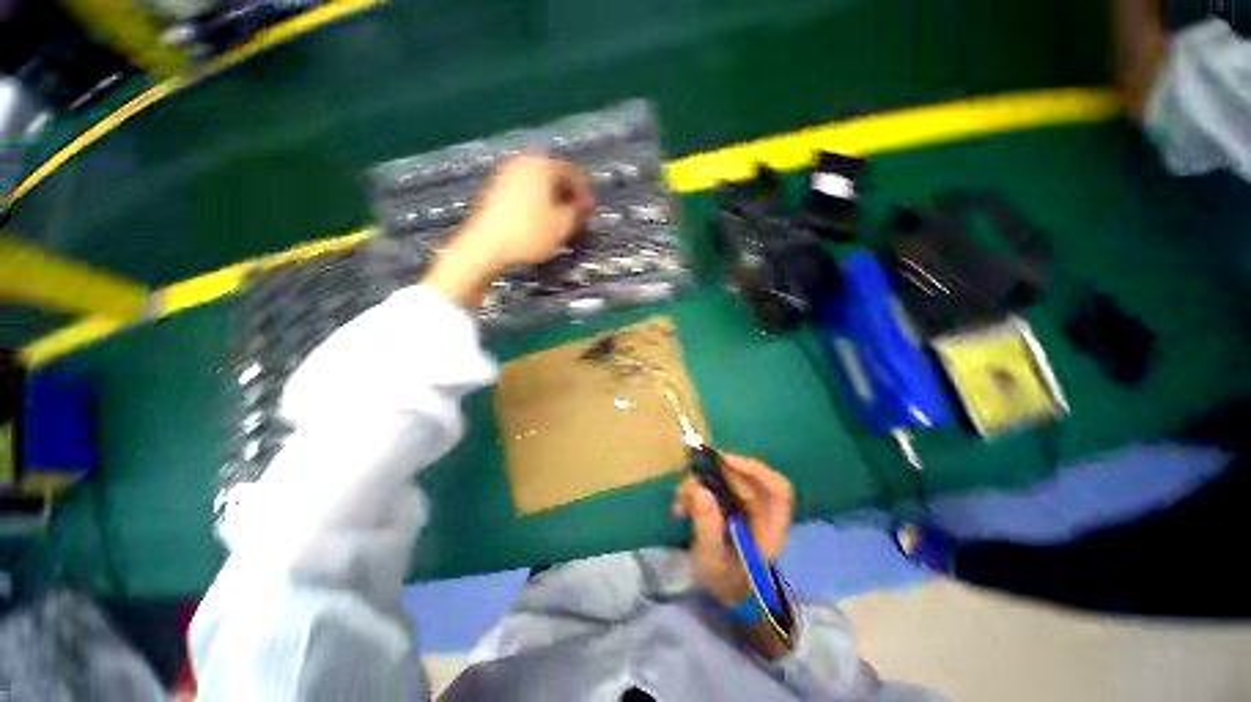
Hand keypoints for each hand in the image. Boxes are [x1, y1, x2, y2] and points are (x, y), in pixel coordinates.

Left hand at [423, 155, 592, 305]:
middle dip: (568, 195)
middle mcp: (523, 161)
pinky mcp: (494, 188)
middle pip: (554, 175)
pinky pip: (524, 190)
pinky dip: (537, 201)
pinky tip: (539, 220)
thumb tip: (582, 204)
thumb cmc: (529, 233)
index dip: (585, 193)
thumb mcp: (563, 225)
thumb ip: (578, 211)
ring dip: (553, 199)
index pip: (573, 172)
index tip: (590, 212)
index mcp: (543, 164)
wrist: (485, 245)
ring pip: (539, 183)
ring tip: (559, 220)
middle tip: (576, 215)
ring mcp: (506, 173)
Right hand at [672, 454, 794, 606]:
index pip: (778, 490)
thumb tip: (699, 489)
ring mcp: (744, 506)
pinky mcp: (727, 504)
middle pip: (745, 478)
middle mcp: (762, 510)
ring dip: (699, 483)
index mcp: (772, 526)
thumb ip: (707, 526)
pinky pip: (711, 487)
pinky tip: (680, 506)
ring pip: (725, 479)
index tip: (725, 461)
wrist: (722, 594)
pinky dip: (694, 491)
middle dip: (714, 474)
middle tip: (688, 483)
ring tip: (679, 499)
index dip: (755, 470)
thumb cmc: (724, 582)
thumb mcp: (713, 559)